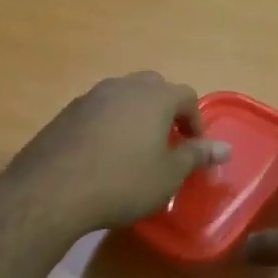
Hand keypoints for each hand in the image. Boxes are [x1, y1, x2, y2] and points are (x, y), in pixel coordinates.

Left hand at [11, 72, 230, 234]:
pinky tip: (103, 156)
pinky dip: (109, 125)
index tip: (193, 148)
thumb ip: (197, 155)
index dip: (195, 120)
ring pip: (123, 96)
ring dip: (135, 115)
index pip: (186, 95)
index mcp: (154, 96)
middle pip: (153, 87)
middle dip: (165, 110)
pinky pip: (98, 111)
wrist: (52, 190)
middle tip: (166, 142)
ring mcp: (91, 97)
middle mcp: (123, 87)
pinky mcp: (66, 113)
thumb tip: (225, 147)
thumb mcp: (169, 174)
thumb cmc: (123, 181)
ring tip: (135, 149)